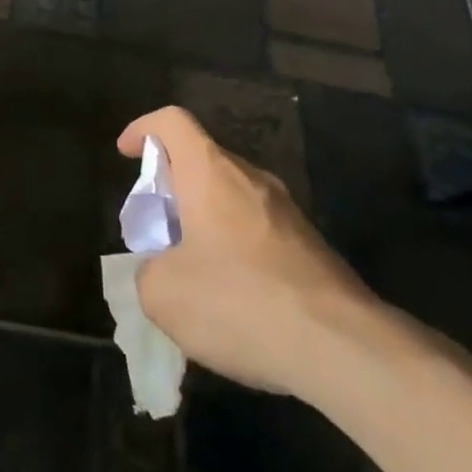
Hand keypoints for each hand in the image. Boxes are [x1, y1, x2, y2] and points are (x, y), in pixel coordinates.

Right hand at [117, 106, 379, 400]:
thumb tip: (161, 272)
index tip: (126, 154)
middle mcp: (252, 179)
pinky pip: (258, 232)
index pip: (172, 122)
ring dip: (203, 221)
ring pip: (231, 198)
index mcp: (210, 173)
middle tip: (154, 229)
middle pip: (202, 160)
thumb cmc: (240, 302)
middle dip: (171, 186)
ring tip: (189, 271)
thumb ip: (148, 271)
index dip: (143, 129)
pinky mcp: (312, 248)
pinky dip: (233, 250)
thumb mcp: (164, 293)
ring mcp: (288, 213)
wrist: (346, 350)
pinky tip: (231, 300)